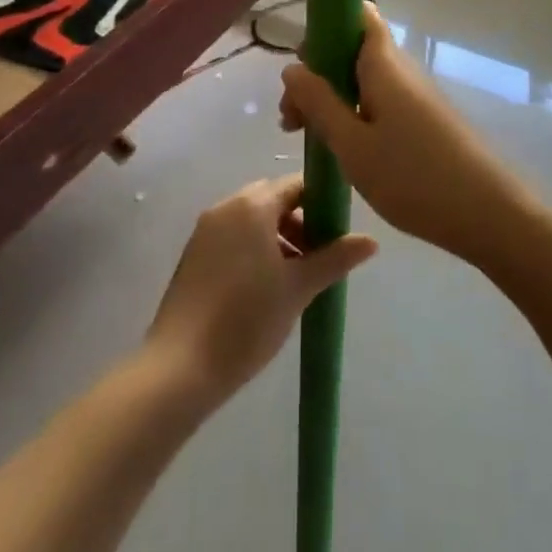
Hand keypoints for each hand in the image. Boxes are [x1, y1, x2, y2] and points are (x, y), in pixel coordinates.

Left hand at [145, 174, 376, 405]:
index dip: (322, 203)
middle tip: (318, 260)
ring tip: (295, 280)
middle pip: (273, 200)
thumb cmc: (247, 319)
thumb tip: (371, 240)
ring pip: (252, 220)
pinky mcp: (193, 255)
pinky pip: (233, 238)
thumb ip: (335, 258)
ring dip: (278, 239)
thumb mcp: (299, 288)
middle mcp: (226, 206)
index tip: (338, 233)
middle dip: (300, 223)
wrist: (180, 367)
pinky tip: (264, 289)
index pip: (296, 185)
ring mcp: (205, 230)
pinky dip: (253, 250)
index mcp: (253, 205)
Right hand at [280, 3, 531, 264]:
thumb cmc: (414, 177)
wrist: (489, 214)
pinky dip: (356, 114)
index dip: (326, 25)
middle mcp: (401, 69)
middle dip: (318, 73)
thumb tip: (292, 67)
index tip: (301, 64)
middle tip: (293, 119)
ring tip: (311, 138)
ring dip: (333, 98)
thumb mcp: (353, 145)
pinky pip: (381, 100)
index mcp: (383, 63)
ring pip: (365, 78)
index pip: (358, 13)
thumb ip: (319, 103)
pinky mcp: (425, 119)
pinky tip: (345, 149)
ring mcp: (416, 94)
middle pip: (353, 49)